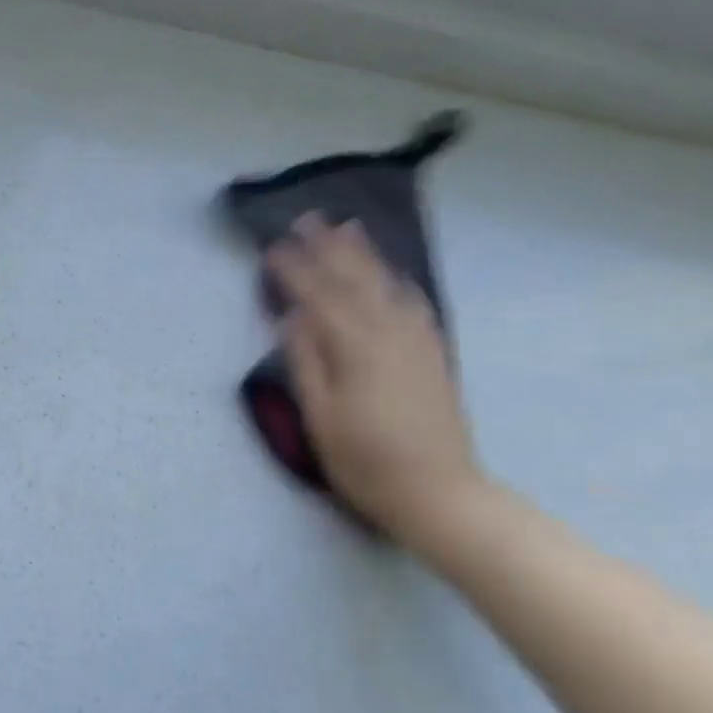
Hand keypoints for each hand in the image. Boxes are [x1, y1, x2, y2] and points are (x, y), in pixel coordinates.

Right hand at [266, 216, 486, 543]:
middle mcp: (389, 334)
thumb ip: (306, 363)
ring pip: (387, 285)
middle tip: (308, 218)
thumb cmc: (365, 462)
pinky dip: (397, 281)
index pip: (319, 297)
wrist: (439, 493)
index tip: (272, 247)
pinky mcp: (433, 355)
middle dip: (329, 248)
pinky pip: (414, 304)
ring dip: (365, 255)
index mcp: (355, 349)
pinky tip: (392, 275)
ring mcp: (416, 342)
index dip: (294, 270)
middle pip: (355, 280)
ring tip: (349, 227)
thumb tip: (292, 318)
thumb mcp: (320, 418)